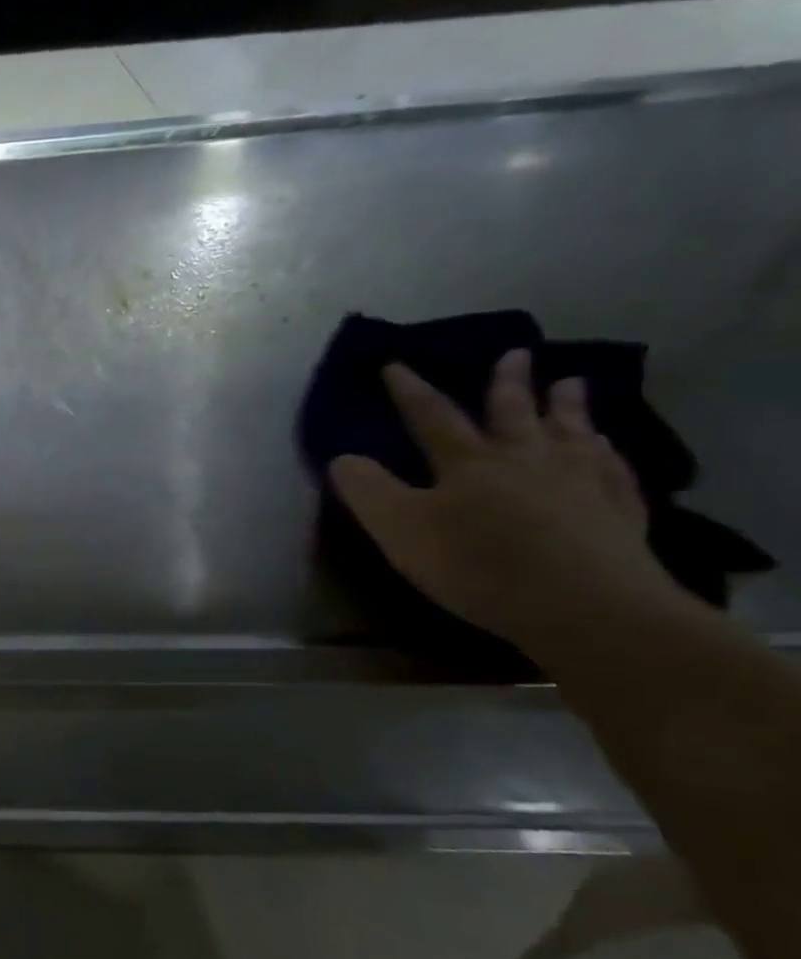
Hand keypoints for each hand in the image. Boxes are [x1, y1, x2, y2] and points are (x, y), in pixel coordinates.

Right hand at [328, 348, 688, 661]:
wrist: (584, 605)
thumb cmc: (477, 565)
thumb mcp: (399, 529)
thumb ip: (367, 491)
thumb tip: (341, 457)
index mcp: (467, 462)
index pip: (431, 416)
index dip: (410, 390)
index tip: (396, 364)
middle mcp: (525, 458)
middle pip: (513, 412)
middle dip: (508, 382)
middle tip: (516, 353)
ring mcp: (579, 481)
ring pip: (570, 431)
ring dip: (566, 405)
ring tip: (571, 383)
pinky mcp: (618, 511)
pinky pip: (613, 468)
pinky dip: (607, 451)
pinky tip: (608, 447)